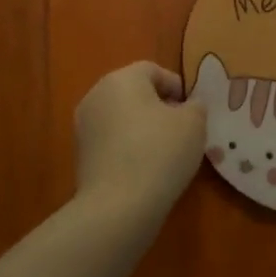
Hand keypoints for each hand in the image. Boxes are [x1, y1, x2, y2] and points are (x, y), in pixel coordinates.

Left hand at [73, 61, 207, 217]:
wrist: (118, 206)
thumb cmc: (160, 152)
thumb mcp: (193, 124)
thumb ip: (195, 107)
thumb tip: (188, 107)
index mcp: (122, 79)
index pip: (153, 70)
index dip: (176, 86)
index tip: (191, 111)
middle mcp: (96, 95)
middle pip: (134, 92)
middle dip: (158, 106)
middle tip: (181, 130)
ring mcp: (84, 126)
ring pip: (121, 117)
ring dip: (142, 128)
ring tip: (165, 152)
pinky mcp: (80, 155)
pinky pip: (111, 141)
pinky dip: (128, 147)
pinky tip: (145, 169)